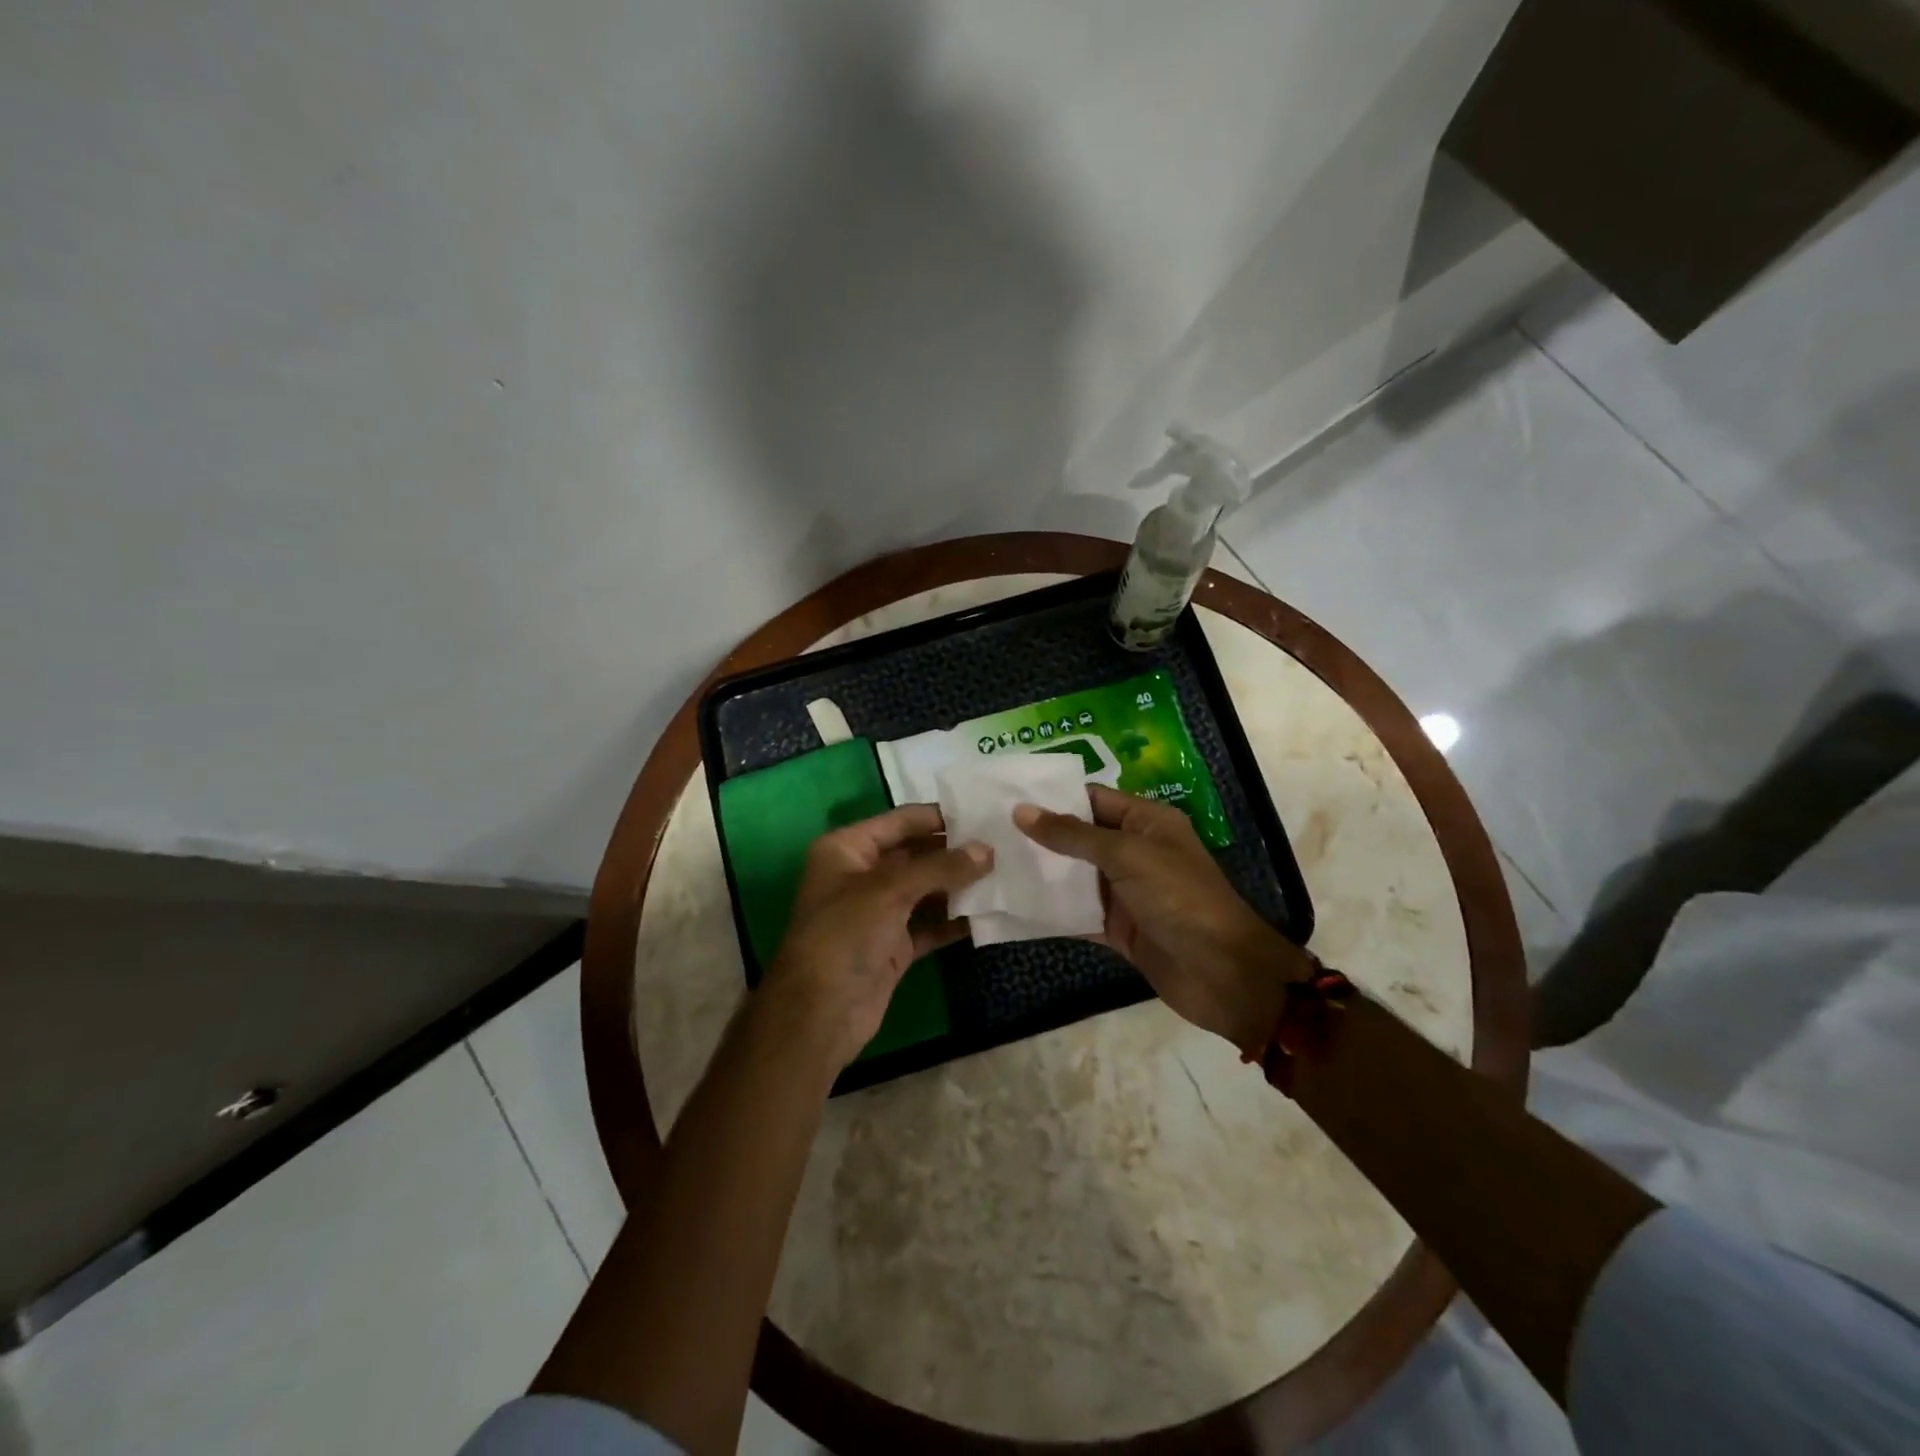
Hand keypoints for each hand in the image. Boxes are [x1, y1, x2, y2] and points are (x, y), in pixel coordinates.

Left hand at [766, 803, 991, 1070]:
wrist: (819, 1013)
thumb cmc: (845, 934)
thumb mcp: (890, 890)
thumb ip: (941, 867)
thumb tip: (987, 851)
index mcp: (847, 849)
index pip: (900, 821)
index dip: (939, 817)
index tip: (983, 814)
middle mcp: (861, 875)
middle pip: (915, 854)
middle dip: (954, 852)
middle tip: (1002, 846)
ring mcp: (878, 912)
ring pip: (925, 890)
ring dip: (959, 886)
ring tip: (1004, 875)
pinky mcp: (893, 945)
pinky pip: (929, 924)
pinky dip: (954, 920)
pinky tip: (988, 914)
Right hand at [1015, 786, 1309, 1050]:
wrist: (1223, 974)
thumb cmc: (1180, 898)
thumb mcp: (1127, 856)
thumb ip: (1073, 835)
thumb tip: (1021, 811)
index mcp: (1146, 822)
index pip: (1092, 799)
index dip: (1052, 796)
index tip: (1005, 795)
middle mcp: (1134, 851)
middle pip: (1079, 837)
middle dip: (1039, 835)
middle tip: (986, 830)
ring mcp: (1124, 892)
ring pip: (1074, 876)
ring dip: (1040, 873)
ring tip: (990, 862)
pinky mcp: (1117, 929)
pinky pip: (1077, 913)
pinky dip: (1050, 911)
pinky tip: (1012, 905)